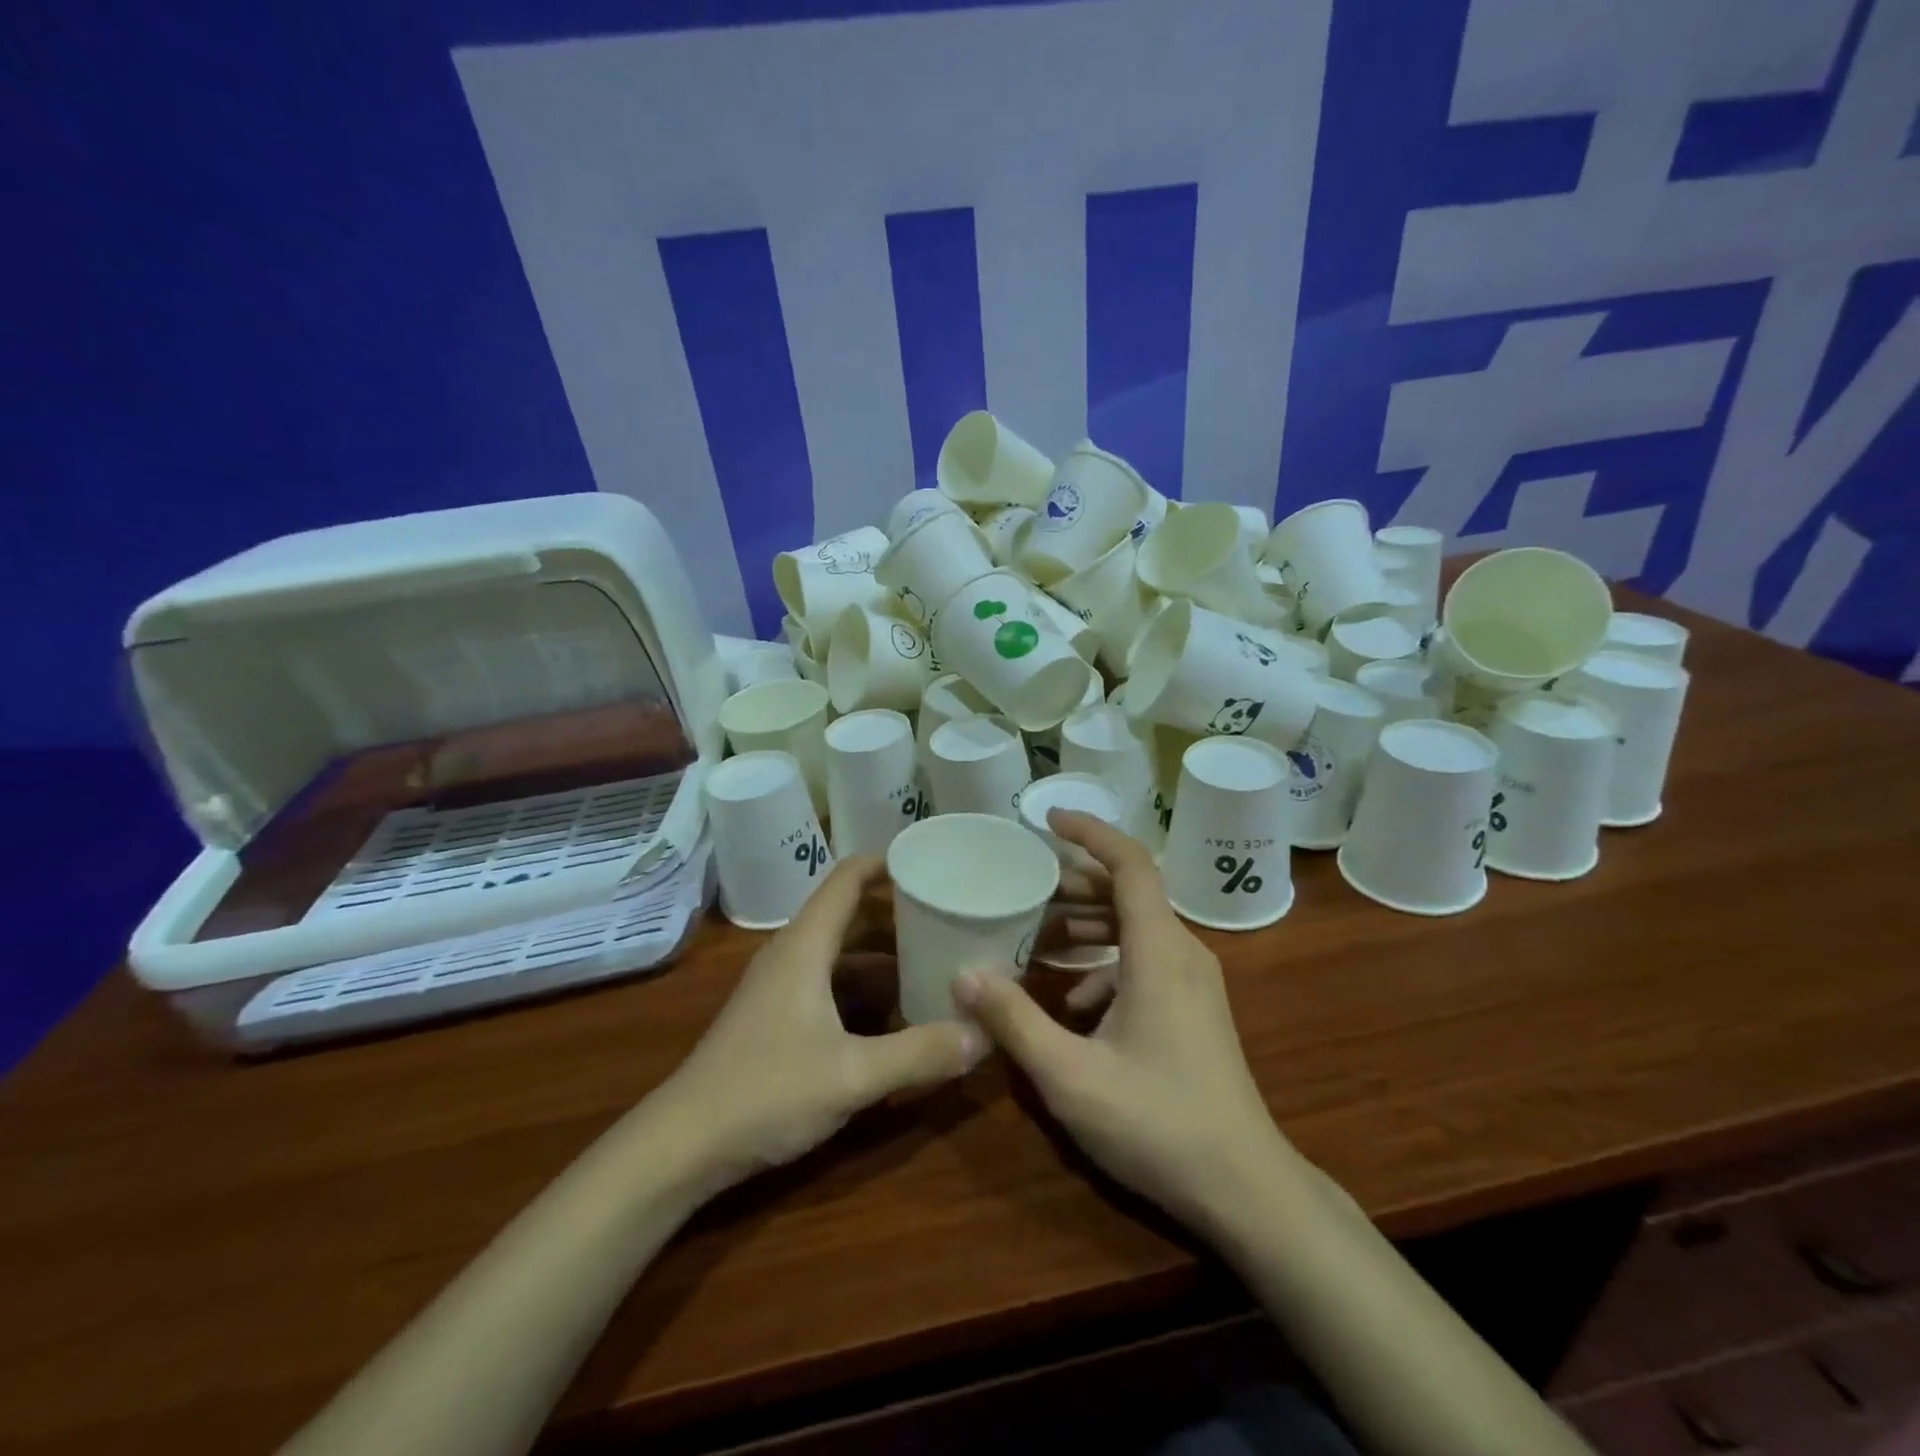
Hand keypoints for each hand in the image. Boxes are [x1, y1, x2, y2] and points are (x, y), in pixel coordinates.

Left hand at [657, 857, 986, 1186]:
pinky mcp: (777, 1016)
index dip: (887, 862)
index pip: (847, 878)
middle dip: (898, 911)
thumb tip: (984, 1034)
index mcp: (806, 946)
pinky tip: (896, 1010)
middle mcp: (792, 954)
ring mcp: (781, 986)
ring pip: (840, 950)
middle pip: (850, 912)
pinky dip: (865, 984)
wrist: (682, 1145)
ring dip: (883, 951)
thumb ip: (920, 1053)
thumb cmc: (765, 1092)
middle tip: (949, 914)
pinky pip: (830, 980)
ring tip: (934, 956)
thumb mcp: (852, 1075)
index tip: (932, 861)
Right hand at [953, 812, 1286, 1231]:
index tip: (1048, 820)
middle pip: (1129, 892)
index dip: (1091, 833)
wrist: (1246, 1189)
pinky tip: (1073, 1002)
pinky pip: (1145, 961)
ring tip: (1037, 934)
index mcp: (1159, 950)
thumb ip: (1014, 1020)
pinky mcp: (1194, 1008)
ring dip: (1087, 923)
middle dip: (1075, 883)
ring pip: (1136, 927)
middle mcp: (1182, 953)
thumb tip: (963, 973)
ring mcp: (1194, 982)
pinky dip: (1105, 963)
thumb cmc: (1158, 1123)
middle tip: (1024, 886)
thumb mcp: (1071, 1076)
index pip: (1130, 863)